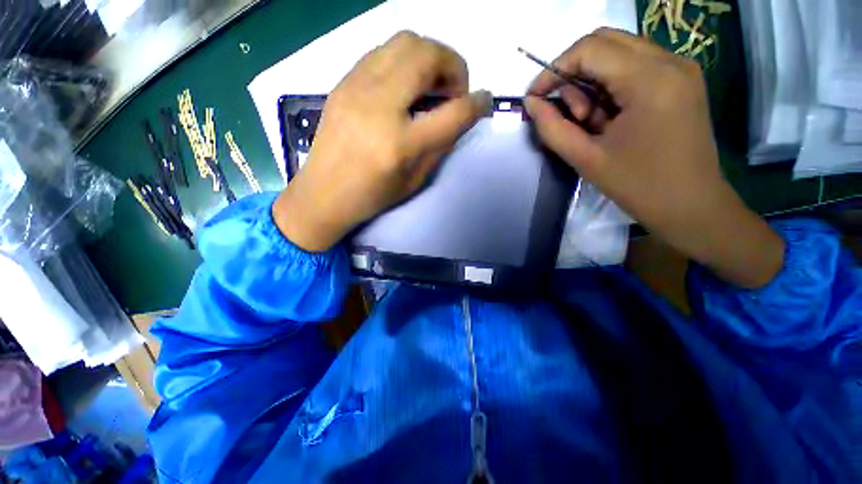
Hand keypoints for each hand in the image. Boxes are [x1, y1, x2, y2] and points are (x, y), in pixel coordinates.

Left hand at [274, 31, 491, 252]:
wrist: (323, 194)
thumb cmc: (372, 196)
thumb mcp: (414, 180)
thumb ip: (440, 146)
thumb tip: (459, 117)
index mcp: (400, 143)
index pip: (452, 111)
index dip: (477, 103)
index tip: (485, 101)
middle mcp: (378, 106)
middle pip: (427, 53)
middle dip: (453, 65)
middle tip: (452, 91)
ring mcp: (356, 87)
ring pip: (405, 41)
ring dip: (429, 56)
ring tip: (431, 84)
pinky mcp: (343, 82)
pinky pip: (383, 51)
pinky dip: (405, 60)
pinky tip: (405, 85)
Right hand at [525, 28, 782, 287]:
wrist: (691, 206)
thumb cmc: (638, 186)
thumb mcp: (586, 159)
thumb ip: (552, 128)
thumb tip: (531, 103)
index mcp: (650, 80)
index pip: (589, 49)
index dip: (554, 69)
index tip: (535, 97)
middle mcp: (670, 61)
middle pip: (604, 42)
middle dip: (572, 71)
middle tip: (565, 111)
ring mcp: (680, 68)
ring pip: (618, 52)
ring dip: (592, 81)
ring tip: (589, 121)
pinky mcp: (681, 80)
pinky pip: (634, 66)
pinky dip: (611, 85)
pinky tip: (608, 117)